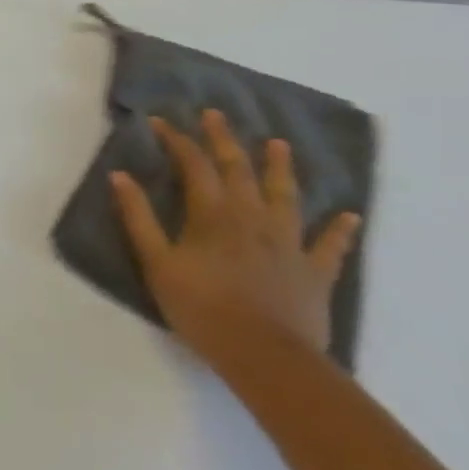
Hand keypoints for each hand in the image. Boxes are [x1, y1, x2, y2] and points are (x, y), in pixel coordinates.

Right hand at [109, 110, 361, 358]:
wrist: (264, 354)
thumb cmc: (200, 307)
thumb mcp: (156, 262)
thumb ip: (138, 217)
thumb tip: (120, 176)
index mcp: (214, 215)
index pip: (195, 166)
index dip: (178, 141)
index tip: (162, 122)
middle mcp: (253, 218)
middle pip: (240, 170)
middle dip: (225, 140)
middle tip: (216, 115)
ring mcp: (289, 243)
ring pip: (286, 196)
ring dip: (280, 168)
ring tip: (279, 144)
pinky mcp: (314, 270)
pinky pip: (330, 244)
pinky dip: (340, 228)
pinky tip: (349, 215)